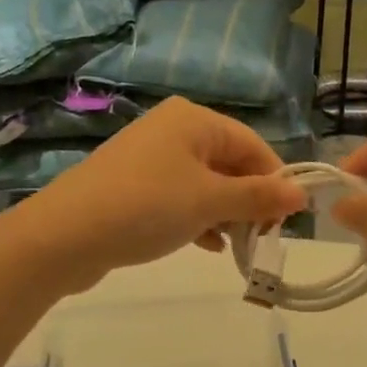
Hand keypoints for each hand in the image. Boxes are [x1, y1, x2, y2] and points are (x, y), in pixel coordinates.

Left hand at [5, 97, 304, 294]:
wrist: (64, 235)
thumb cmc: (147, 206)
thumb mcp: (210, 201)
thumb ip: (258, 197)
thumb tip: (302, 194)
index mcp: (194, 120)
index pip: (253, 145)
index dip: (275, 181)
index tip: (287, 219)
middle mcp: (173, 130)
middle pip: (229, 163)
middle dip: (249, 200)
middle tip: (261, 238)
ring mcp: (151, 158)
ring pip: (205, 183)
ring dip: (226, 213)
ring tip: (237, 246)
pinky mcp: (134, 185)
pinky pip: (181, 197)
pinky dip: (199, 218)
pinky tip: (208, 245)